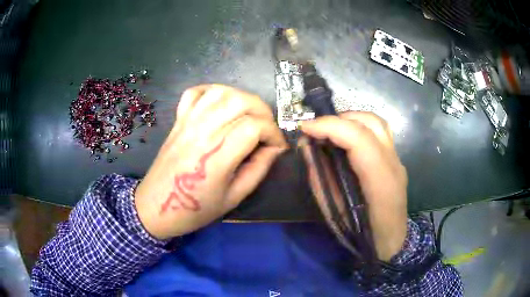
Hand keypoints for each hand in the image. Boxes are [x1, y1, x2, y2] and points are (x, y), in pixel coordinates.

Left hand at [135, 85, 287, 239]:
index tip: (277, 147)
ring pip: (221, 92)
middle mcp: (203, 131)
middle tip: (267, 129)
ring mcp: (188, 122)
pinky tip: (221, 104)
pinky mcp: (179, 119)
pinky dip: (213, 91)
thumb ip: (258, 170)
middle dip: (263, 111)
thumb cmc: (196, 208)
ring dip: (242, 98)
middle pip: (241, 101)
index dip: (274, 133)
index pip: (255, 126)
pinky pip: (195, 92)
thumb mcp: (234, 198)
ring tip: (248, 115)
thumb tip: (274, 149)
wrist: (157, 206)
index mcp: (218, 156)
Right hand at [300, 112, 407, 261]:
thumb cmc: (362, 236)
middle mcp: (394, 164)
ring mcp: (398, 160)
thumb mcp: (334, 212)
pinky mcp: (396, 160)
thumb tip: (307, 148)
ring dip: (351, 119)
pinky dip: (360, 126)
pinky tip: (347, 139)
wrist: (392, 242)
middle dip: (339, 119)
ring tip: (331, 130)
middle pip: (370, 123)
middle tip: (317, 130)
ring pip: (377, 122)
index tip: (305, 129)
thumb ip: (320, 178)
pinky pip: (379, 132)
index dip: (330, 127)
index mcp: (381, 181)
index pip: (359, 139)